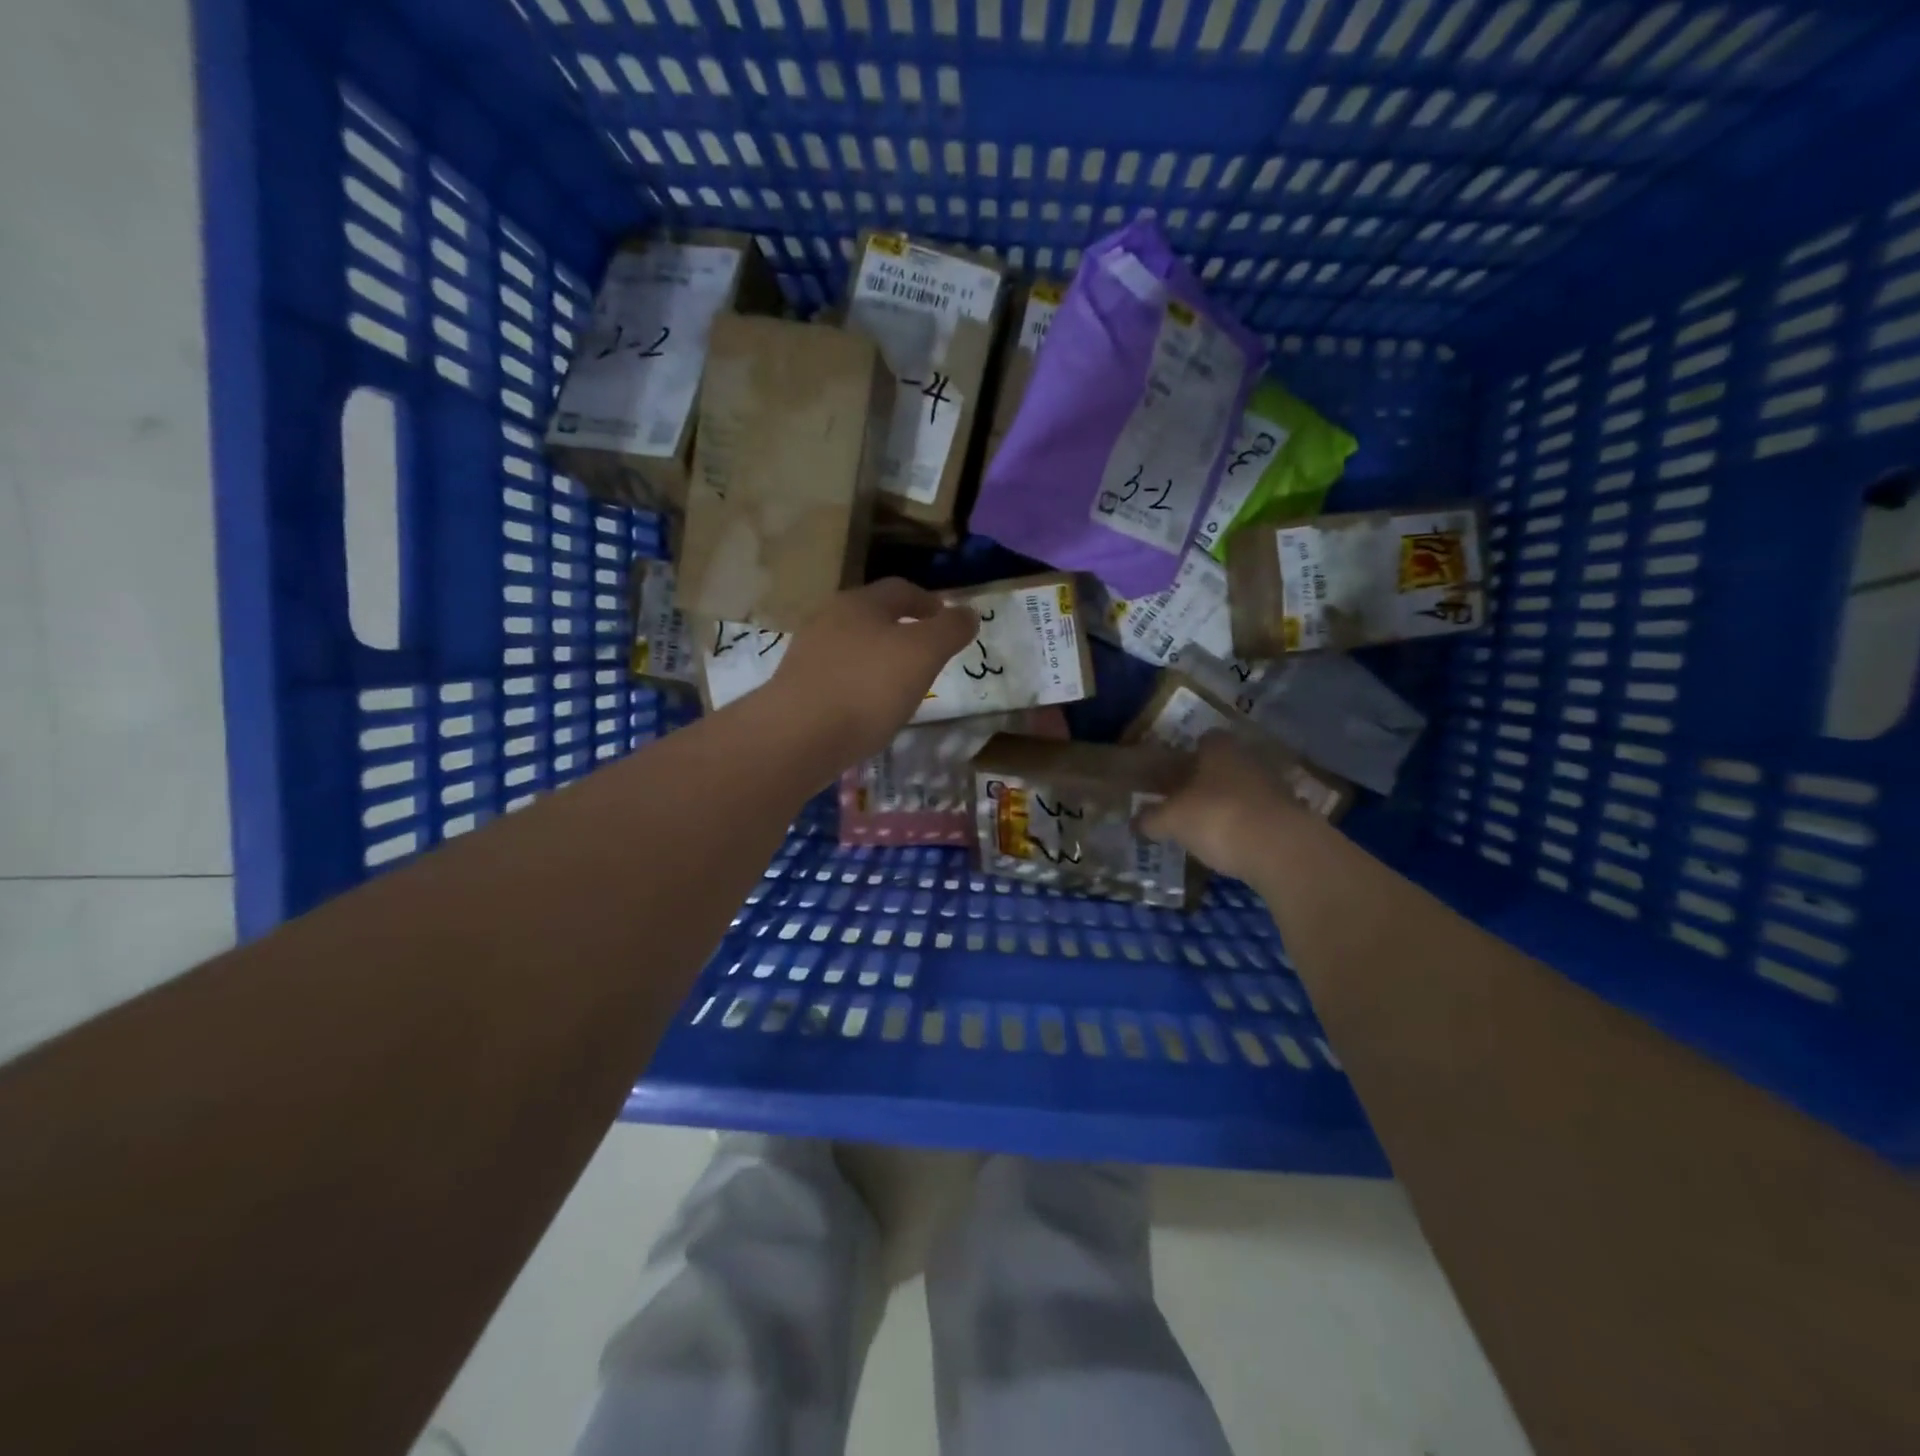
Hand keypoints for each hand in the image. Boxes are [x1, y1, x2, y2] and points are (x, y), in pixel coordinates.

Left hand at [767, 578, 979, 765]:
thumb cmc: (867, 687)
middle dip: (901, 629)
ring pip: (852, 647)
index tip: (946, 619)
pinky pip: (837, 676)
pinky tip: (866, 709)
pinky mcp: (796, 687)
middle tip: (925, 652)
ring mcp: (807, 654)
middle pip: (872, 616)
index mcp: (860, 603)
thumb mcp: (923, 654)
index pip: (900, 589)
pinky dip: (857, 684)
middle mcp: (829, 619)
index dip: (928, 602)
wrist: (797, 736)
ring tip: (899, 684)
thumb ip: (950, 630)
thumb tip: (969, 613)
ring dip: (877, 658)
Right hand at [1137, 731, 1320, 880]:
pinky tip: (1232, 844)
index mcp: (1220, 748)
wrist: (1282, 850)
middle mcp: (1250, 759)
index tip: (1174, 775)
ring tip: (1207, 827)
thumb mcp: (1171, 820)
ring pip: (1244, 789)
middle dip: (1207, 780)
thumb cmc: (1217, 818)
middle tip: (1185, 802)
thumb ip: (1151, 818)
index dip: (1188, 755)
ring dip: (1229, 803)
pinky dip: (1247, 825)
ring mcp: (1275, 786)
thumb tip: (1136, 820)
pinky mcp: (1292, 816)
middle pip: (1225, 764)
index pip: (1205, 739)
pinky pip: (1260, 815)